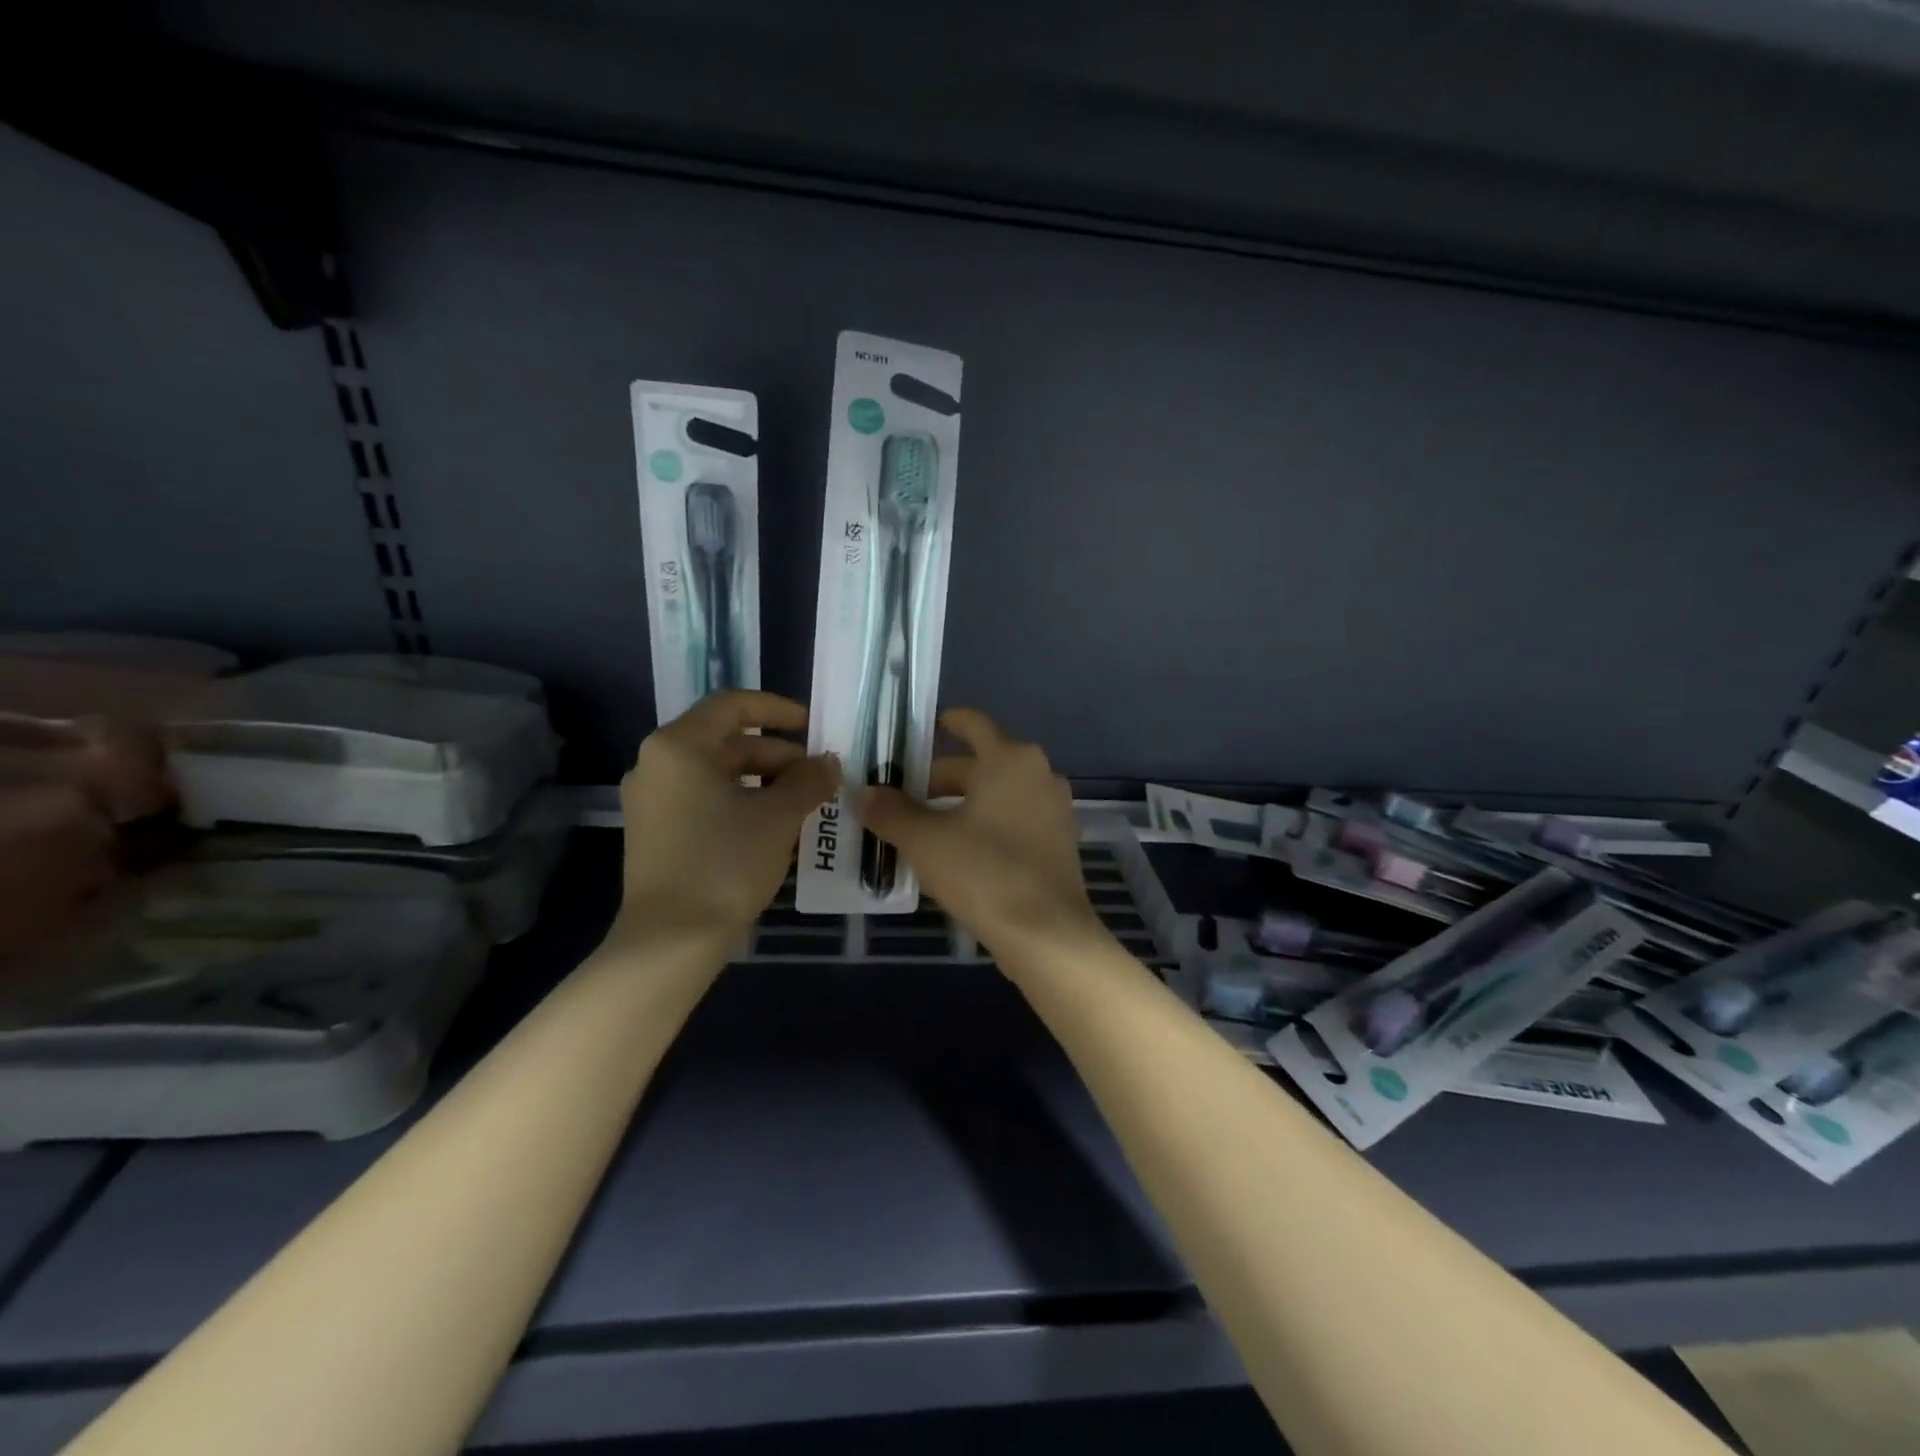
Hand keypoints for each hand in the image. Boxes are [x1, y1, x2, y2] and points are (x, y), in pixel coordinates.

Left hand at [618, 690, 839, 940]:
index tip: (813, 728)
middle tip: (816, 776)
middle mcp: (656, 764)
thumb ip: (809, 780)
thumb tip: (828, 763)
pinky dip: (740, 802)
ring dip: (763, 782)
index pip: (733, 705)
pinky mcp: (654, 832)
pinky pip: (703, 800)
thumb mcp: (778, 817)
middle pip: (725, 741)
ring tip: (802, 804)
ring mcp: (651, 801)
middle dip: (777, 755)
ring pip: (716, 774)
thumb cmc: (726, 863)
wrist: (671, 941)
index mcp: (679, 746)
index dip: (778, 710)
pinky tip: (773, 828)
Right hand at [860, 708, 1105, 965]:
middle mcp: (1038, 774)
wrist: (1047, 936)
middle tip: (899, 798)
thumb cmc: (985, 873)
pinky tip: (956, 853)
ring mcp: (1053, 809)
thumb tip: (864, 793)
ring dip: (959, 805)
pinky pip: (1012, 820)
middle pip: (980, 764)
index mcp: (1010, 759)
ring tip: (920, 828)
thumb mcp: (926, 841)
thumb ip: (891, 812)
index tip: (914, 735)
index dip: (942, 723)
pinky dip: (984, 826)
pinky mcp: (1057, 843)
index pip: (972, 723)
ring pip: (995, 795)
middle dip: (938, 779)